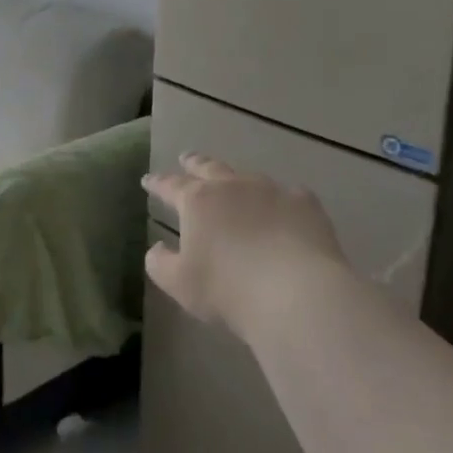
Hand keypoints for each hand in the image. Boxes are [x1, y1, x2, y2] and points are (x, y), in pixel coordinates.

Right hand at [144, 154, 345, 339]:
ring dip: (237, 180)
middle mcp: (232, 186)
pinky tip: (284, 211)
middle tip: (186, 158)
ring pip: (248, 177)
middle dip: (194, 162)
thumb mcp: (180, 284)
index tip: (148, 180)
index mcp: (198, 201)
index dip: (157, 183)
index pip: (170, 185)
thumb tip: (156, 248)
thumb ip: (160, 263)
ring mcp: (271, 190)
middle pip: (208, 167)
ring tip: (236, 185)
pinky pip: (288, 195)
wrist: (297, 294)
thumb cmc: (229, 290)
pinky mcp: (304, 203)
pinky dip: (280, 201)